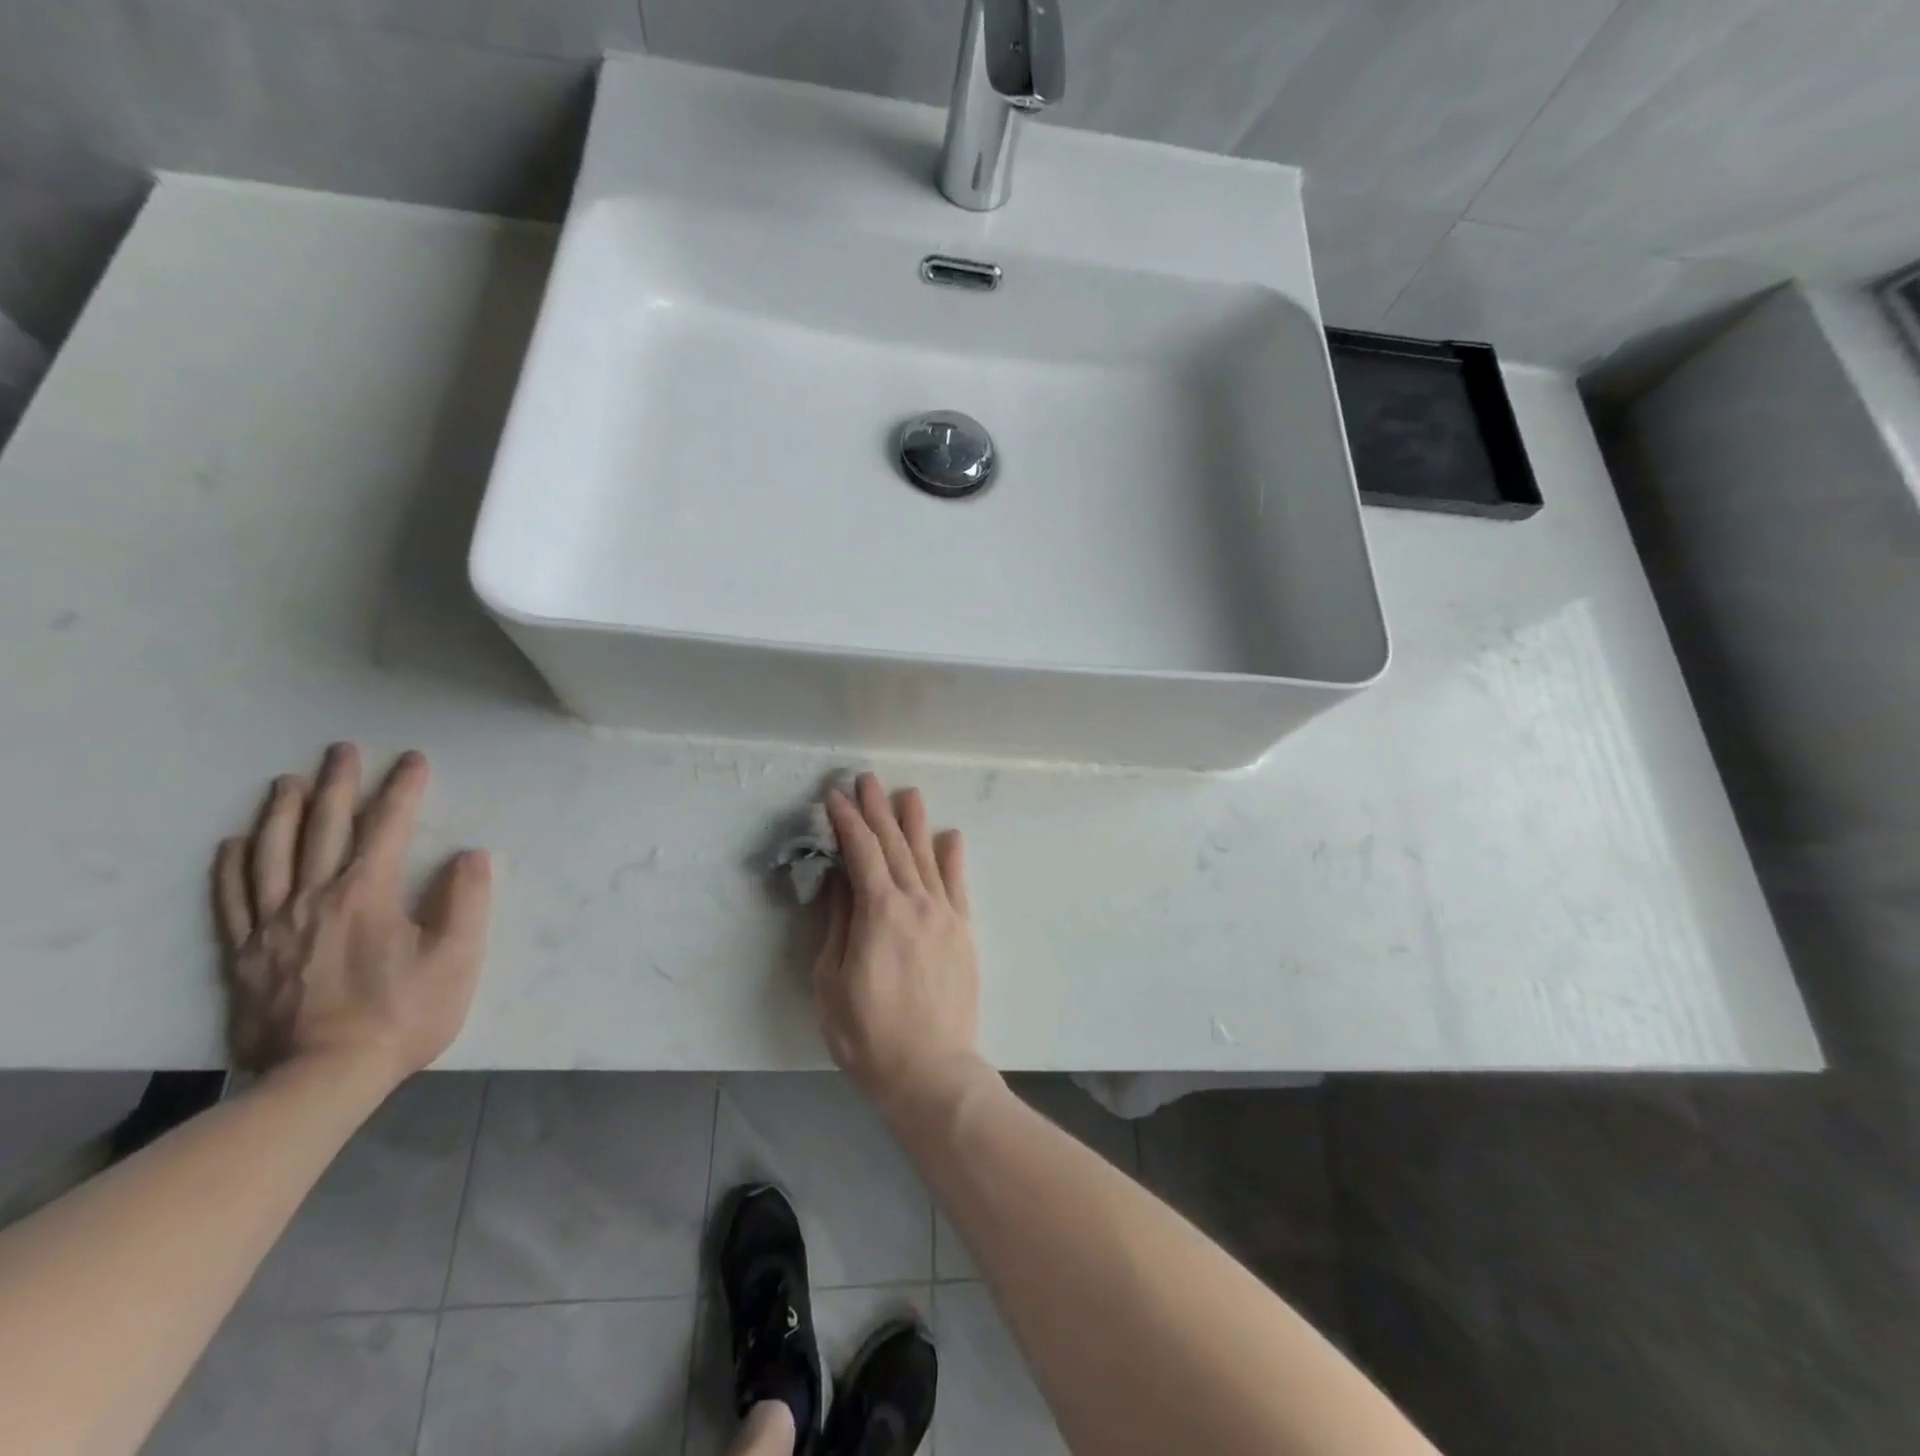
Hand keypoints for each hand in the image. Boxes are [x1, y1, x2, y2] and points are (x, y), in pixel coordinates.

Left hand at [212, 745, 490, 1082]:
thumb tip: (472, 854)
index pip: (387, 827)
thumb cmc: (402, 1014)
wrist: (322, 1079)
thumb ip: (467, 901)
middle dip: (339, 785)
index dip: (403, 790)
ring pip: (271, 855)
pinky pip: (232, 900)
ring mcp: (273, 926)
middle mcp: (315, 898)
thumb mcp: (457, 959)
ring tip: (288, 783)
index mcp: (367, 894)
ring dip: (282, 814)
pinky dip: (232, 866)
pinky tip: (234, 844)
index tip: (414, 760)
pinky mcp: (247, 955)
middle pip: (324, 829)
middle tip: (342, 750)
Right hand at [815, 774, 982, 1108]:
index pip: (861, 853)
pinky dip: (952, 858)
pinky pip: (958, 885)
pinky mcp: (964, 932)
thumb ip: (839, 923)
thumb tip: (843, 880)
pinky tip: (950, 837)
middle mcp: (916, 902)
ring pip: (927, 857)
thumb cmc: (868, 1034)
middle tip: (866, 780)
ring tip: (907, 794)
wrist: (931, 1071)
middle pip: (894, 845)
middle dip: (878, 810)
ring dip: (914, 823)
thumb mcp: (832, 981)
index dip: (846, 822)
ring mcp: (945, 915)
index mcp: (880, 912)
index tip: (834, 797)